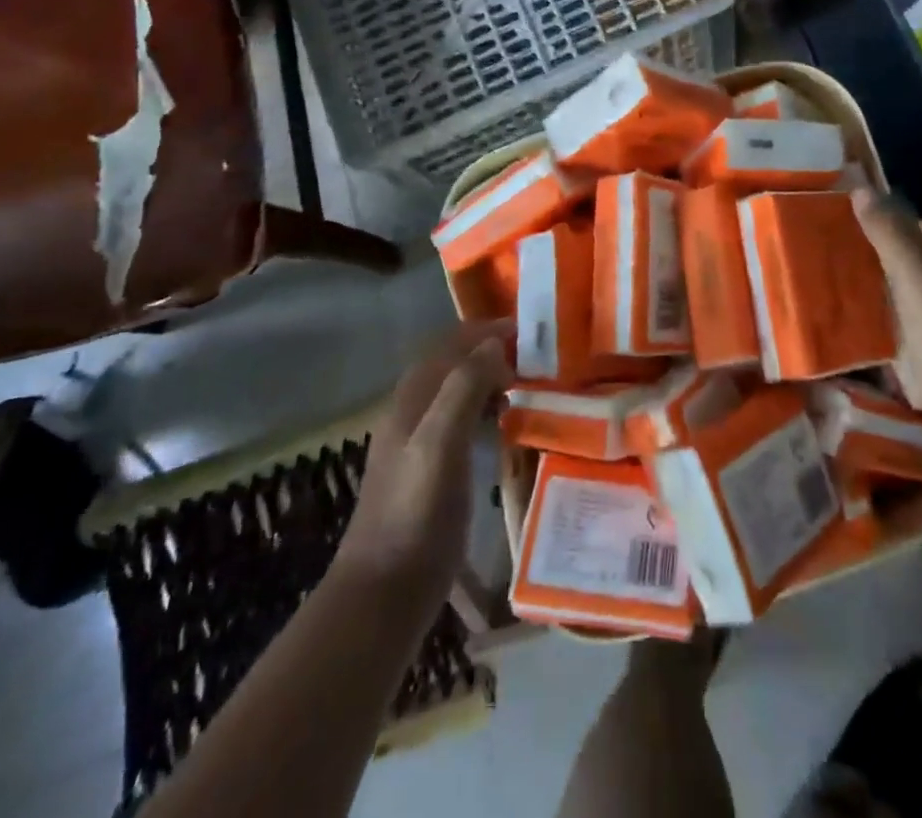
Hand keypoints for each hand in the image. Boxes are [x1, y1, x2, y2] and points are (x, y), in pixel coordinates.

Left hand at [337, 321, 510, 597]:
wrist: (384, 592)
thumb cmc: (416, 513)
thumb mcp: (441, 443)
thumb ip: (464, 388)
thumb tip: (494, 344)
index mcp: (412, 399)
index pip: (450, 344)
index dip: (486, 330)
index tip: (530, 330)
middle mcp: (412, 412)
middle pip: (453, 363)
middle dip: (491, 350)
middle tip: (536, 356)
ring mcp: (419, 442)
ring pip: (457, 391)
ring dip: (490, 378)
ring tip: (528, 383)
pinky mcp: (430, 469)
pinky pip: (461, 420)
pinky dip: (486, 408)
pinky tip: (507, 423)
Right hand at [851, 190, 921, 427]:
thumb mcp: (915, 283)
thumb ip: (890, 234)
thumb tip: (861, 188)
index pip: (916, 225)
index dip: (881, 234)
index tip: (844, 250)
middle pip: (921, 264)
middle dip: (886, 272)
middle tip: (844, 285)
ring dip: (897, 309)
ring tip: (859, 320)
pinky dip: (914, 343)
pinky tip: (894, 362)